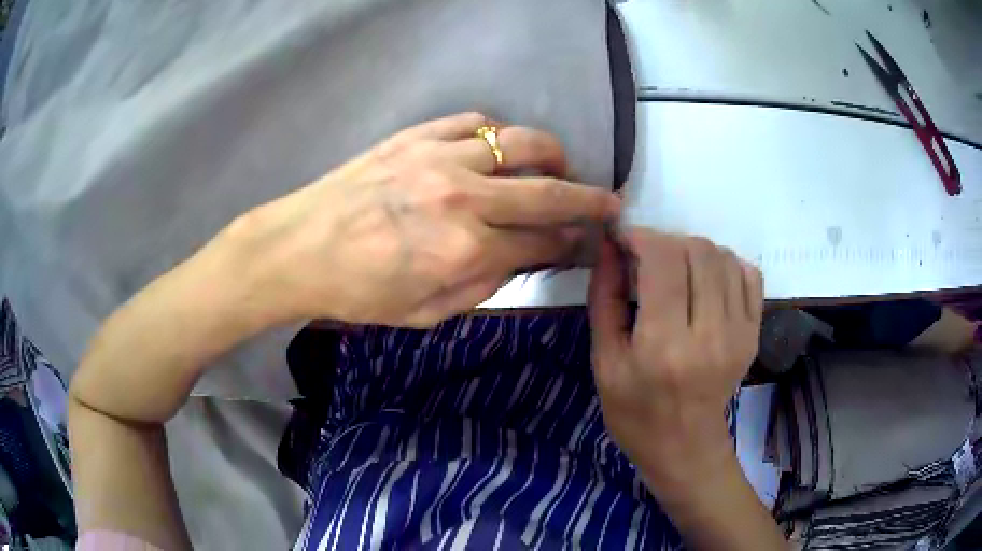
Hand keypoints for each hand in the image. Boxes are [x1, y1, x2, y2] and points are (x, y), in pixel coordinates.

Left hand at [221, 112, 618, 327]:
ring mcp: (440, 158)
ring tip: (557, 168)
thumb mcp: (424, 314)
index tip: (589, 243)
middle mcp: (464, 198)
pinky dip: (497, 133)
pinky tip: (498, 147)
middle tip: (609, 202)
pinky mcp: (416, 136)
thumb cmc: (357, 292)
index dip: (573, 244)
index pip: (542, 243)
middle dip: (589, 199)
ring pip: (522, 143)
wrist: (298, 249)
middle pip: (548, 191)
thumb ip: (482, 288)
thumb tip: (520, 261)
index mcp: (465, 251)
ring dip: (552, 156)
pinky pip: (474, 121)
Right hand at [587, 229, 762, 490]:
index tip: (625, 242)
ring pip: (723, 256)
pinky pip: (749, 273)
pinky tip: (707, 281)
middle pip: (697, 250)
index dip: (641, 237)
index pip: (663, 260)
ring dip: (694, 251)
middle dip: (666, 242)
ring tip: (677, 272)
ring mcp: (739, 332)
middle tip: (648, 260)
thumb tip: (611, 246)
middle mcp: (709, 334)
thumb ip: (604, 297)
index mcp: (664, 345)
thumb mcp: (604, 360)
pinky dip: (725, 264)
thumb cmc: (635, 411)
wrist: (685, 446)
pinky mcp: (754, 333)